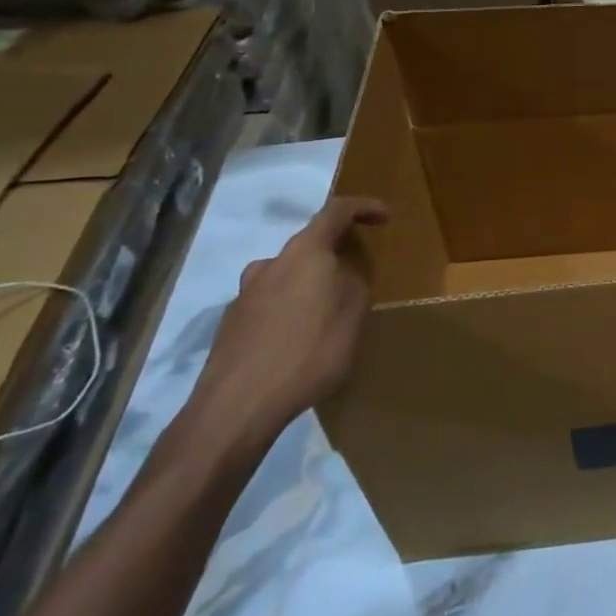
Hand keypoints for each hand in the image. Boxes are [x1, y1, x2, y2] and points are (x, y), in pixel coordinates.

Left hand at [185, 196, 385, 460]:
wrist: (237, 408)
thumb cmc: (309, 349)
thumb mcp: (354, 311)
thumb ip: (355, 280)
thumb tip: (345, 272)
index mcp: (305, 251)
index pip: (337, 211)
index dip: (364, 207)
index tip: (384, 217)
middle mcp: (271, 264)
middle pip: (309, 245)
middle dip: (335, 254)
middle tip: (357, 275)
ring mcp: (245, 295)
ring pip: (287, 278)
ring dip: (310, 286)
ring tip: (328, 314)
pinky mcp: (231, 327)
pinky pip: (270, 308)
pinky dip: (290, 313)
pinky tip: (299, 344)